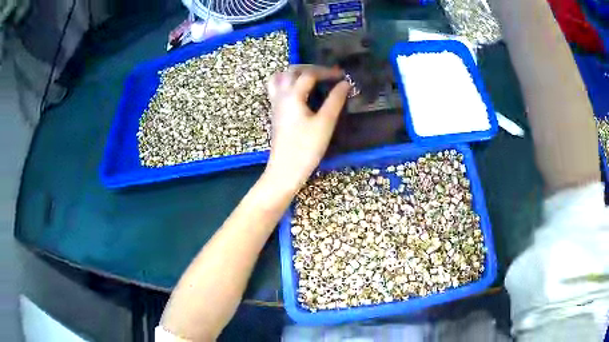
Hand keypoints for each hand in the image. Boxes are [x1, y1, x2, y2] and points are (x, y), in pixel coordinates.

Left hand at [264, 65, 350, 191]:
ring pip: (280, 78)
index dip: (327, 72)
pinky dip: (287, 82)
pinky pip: (276, 89)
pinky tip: (299, 91)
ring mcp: (275, 104)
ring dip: (295, 73)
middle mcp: (281, 95)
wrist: (285, 170)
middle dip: (311, 68)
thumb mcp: (325, 123)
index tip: (342, 76)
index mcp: (292, 95)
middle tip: (327, 74)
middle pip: (292, 71)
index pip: (309, 74)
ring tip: (311, 77)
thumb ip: (335, 101)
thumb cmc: (306, 148)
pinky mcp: (275, 113)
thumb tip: (345, 84)